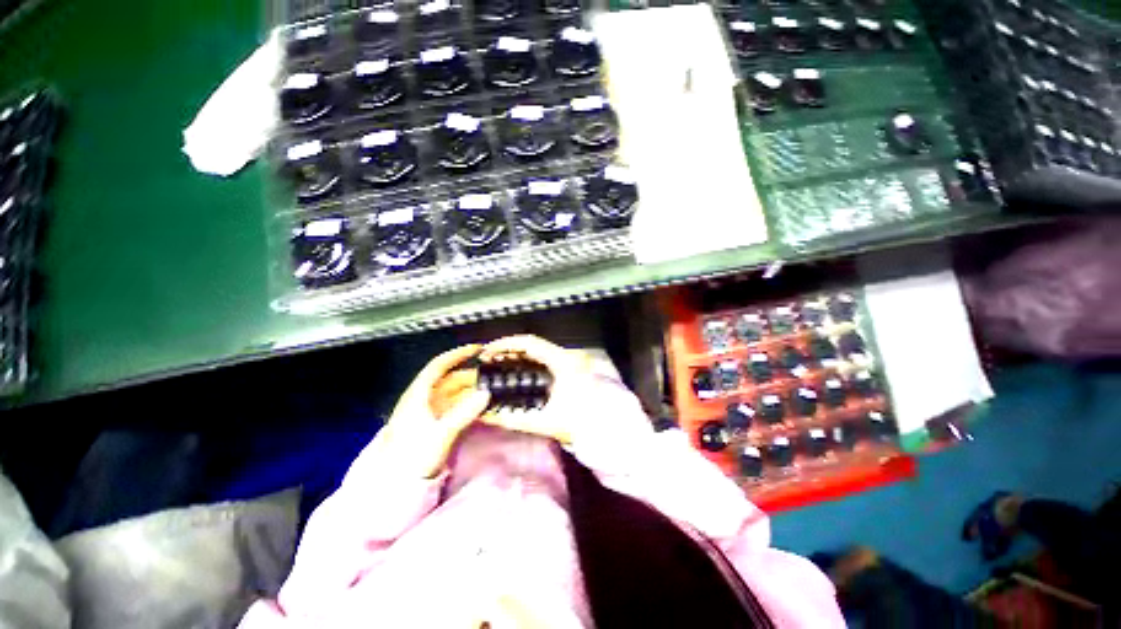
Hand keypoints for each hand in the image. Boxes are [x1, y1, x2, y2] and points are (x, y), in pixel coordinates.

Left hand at [373, 344, 490, 478]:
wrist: (395, 488)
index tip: (477, 349)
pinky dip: (468, 404)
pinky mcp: (435, 425)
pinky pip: (455, 408)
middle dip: (472, 376)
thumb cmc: (412, 457)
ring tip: (491, 392)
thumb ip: (464, 413)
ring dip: (472, 391)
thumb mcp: (440, 434)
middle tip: (493, 378)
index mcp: (418, 395)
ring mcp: (429, 412)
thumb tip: (486, 393)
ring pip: (454, 394)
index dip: (457, 354)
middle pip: (450, 380)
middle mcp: (423, 400)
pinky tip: (481, 407)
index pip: (439, 366)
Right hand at [477, 335, 635, 446]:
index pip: (529, 343)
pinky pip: (546, 361)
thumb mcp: (547, 422)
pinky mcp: (572, 371)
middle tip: (488, 360)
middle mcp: (566, 357)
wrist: (613, 432)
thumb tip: (487, 416)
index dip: (505, 344)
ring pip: (539, 353)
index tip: (487, 351)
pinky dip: (529, 364)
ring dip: (518, 357)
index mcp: (562, 362)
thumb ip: (515, 420)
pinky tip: (518, 375)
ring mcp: (571, 363)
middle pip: (532, 346)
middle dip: (509, 351)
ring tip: (499, 366)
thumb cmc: (582, 424)